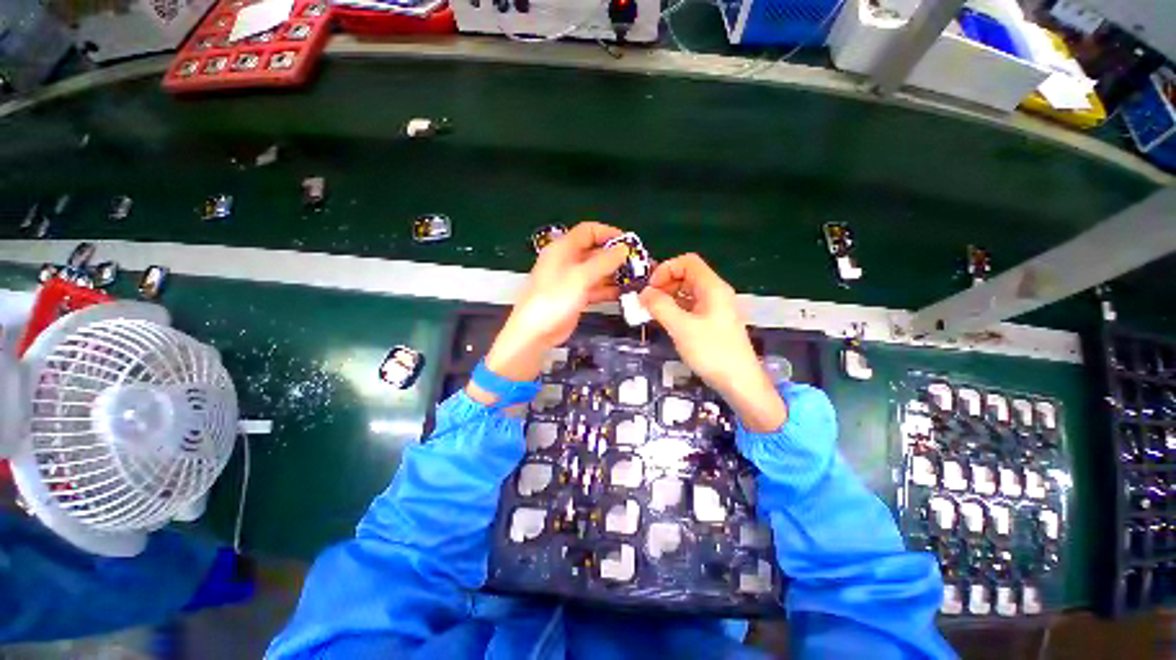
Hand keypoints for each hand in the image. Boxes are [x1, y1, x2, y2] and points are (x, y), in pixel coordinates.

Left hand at [481, 222, 628, 384]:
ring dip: (615, 274)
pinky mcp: (576, 297)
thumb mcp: (581, 277)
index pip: (588, 231)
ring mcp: (572, 280)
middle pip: (595, 251)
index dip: (609, 233)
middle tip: (638, 263)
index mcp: (563, 248)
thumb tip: (625, 248)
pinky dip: (609, 289)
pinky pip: (596, 288)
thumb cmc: (555, 299)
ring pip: (597, 271)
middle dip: (616, 256)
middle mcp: (567, 261)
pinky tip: (625, 293)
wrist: (536, 332)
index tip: (629, 242)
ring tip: (636, 279)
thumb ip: (604, 261)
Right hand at [639, 254, 786, 431]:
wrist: (740, 382)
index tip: (650, 289)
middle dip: (665, 284)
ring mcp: (715, 308)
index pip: (687, 262)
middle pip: (687, 275)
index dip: (666, 269)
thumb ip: (660, 306)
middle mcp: (716, 293)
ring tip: (653, 313)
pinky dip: (676, 309)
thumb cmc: (712, 352)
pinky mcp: (713, 322)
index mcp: (712, 287)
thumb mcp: (682, 328)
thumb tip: (644, 293)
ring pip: (688, 292)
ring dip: (669, 297)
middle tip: (648, 303)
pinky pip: (691, 306)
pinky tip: (667, 322)